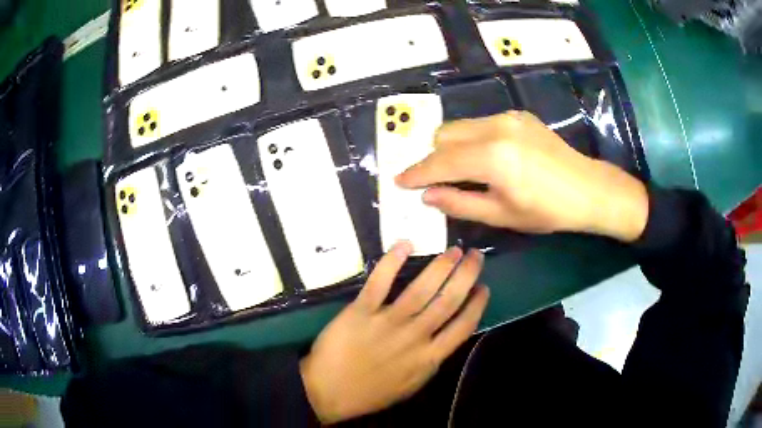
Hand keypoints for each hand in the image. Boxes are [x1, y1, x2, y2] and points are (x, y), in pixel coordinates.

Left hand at [299, 242, 488, 423]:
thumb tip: (446, 337)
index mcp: (429, 358)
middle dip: (466, 276)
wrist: (330, 392)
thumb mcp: (412, 384)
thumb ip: (431, 361)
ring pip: (420, 289)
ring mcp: (387, 323)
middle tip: (474, 256)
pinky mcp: (361, 312)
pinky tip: (406, 244)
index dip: (477, 305)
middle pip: (448, 301)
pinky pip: (379, 283)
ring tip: (453, 250)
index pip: (463, 327)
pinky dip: (392, 261)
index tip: (484, 287)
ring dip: (440, 266)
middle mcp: (414, 337)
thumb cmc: (372, 392)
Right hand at [396, 111, 648, 242]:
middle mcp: (495, 128)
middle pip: (444, 135)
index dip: (417, 173)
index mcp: (492, 157)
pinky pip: (480, 124)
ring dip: (450, 147)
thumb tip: (427, 196)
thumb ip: (460, 203)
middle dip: (432, 157)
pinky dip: (471, 139)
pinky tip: (485, 158)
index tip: (399, 181)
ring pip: (460, 126)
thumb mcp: (501, 215)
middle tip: (433, 181)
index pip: (440, 161)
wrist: (587, 189)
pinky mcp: (517, 115)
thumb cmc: (547, 210)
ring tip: (459, 170)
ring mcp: (507, 117)